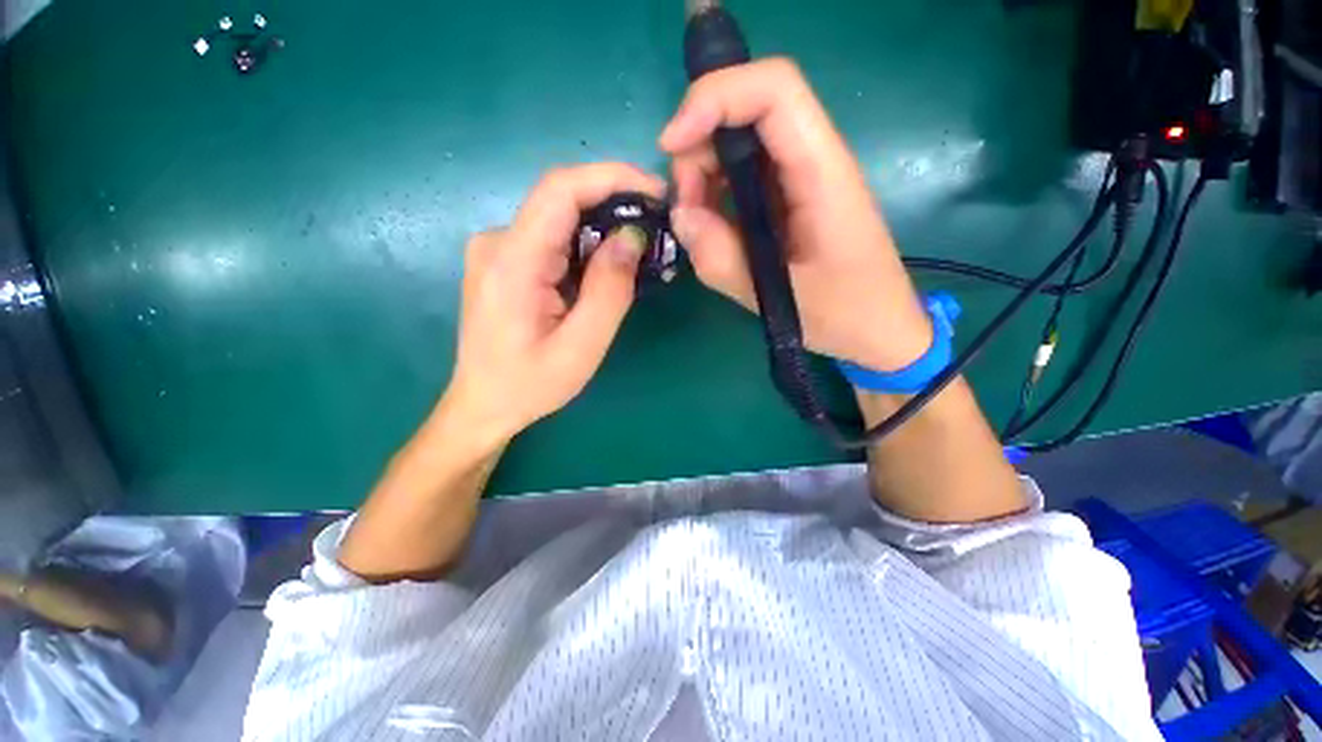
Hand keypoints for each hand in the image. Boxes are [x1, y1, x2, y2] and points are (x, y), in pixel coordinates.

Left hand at [442, 163, 664, 445]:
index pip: (560, 189)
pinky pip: (553, 238)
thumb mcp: (581, 348)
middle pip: (562, 200)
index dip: (612, 177)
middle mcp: (498, 242)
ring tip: (639, 254)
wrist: (482, 405)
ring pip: (560, 219)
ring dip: (603, 228)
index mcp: (512, 261)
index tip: (655, 190)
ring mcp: (498, 250)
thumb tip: (631, 237)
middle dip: (615, 205)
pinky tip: (607, 269)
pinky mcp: (505, 261)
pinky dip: (586, 245)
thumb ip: (609, 291)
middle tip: (657, 229)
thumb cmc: (530, 385)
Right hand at [660, 58, 932, 371]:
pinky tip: (713, 232)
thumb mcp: (774, 298)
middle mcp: (811, 161)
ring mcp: (798, 179)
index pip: (773, 90)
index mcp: (821, 173)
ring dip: (703, 177)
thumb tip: (680, 215)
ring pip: (738, 144)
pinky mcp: (787, 199)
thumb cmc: (844, 314)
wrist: (878, 328)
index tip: (671, 145)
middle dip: (699, 150)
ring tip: (700, 229)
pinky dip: (714, 196)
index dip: (713, 98)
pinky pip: (741, 177)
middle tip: (686, 210)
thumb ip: (720, 258)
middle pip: (746, 111)